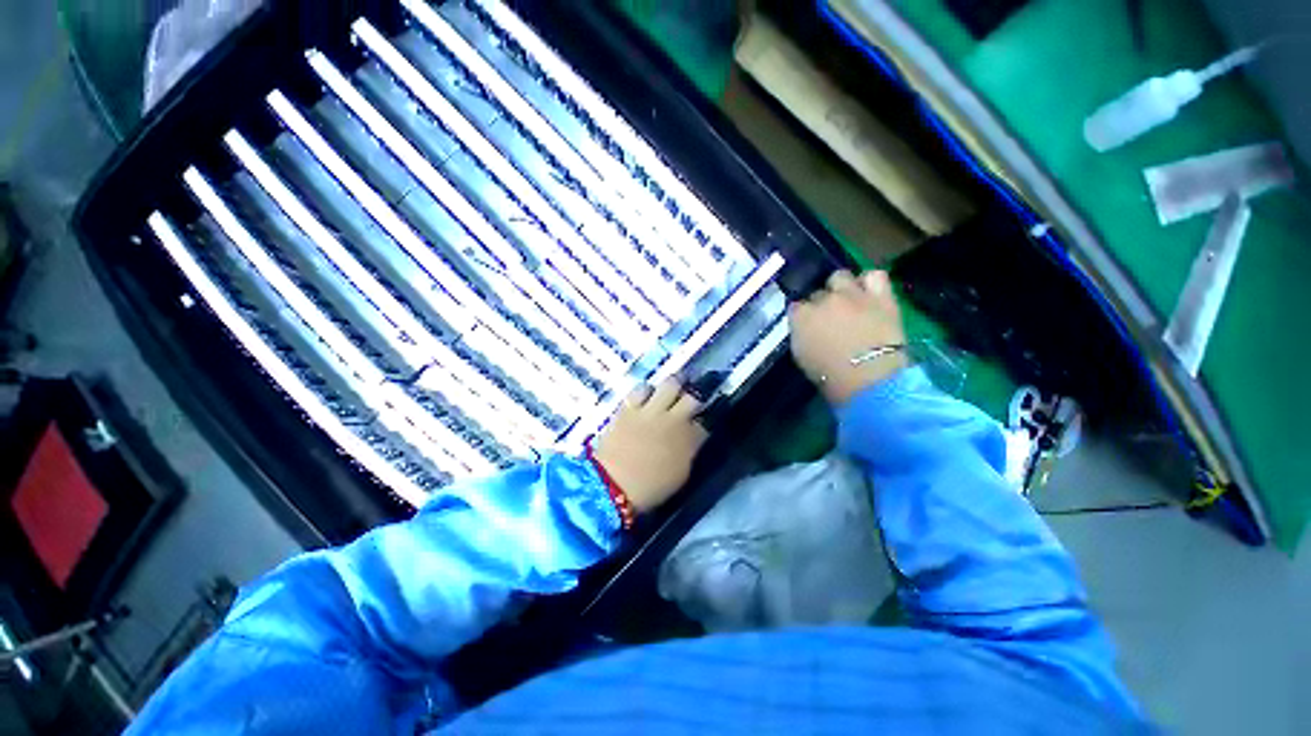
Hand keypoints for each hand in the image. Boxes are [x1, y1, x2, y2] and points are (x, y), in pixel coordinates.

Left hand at [591, 379, 708, 512]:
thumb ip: (688, 451)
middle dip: (694, 395)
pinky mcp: (630, 407)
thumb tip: (690, 439)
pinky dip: (646, 390)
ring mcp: (652, 411)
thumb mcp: (680, 474)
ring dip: (672, 387)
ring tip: (669, 390)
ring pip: (670, 384)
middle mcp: (675, 420)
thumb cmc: (651, 487)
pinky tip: (646, 395)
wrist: (614, 485)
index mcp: (689, 440)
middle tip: (690, 397)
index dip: (704, 419)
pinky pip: (641, 389)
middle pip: (693, 397)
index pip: (705, 422)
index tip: (701, 420)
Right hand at [789, 270, 907, 404]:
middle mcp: (823, 299)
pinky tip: (869, 293)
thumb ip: (801, 335)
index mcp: (800, 316)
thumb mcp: (802, 356)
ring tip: (848, 300)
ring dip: (841, 287)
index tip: (808, 327)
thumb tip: (807, 328)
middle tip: (830, 318)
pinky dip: (870, 282)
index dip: (802, 316)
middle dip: (821, 303)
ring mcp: (852, 295)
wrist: (868, 378)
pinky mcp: (880, 296)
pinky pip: (875, 275)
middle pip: (818, 293)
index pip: (795, 307)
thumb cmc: (829, 376)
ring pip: (840, 276)